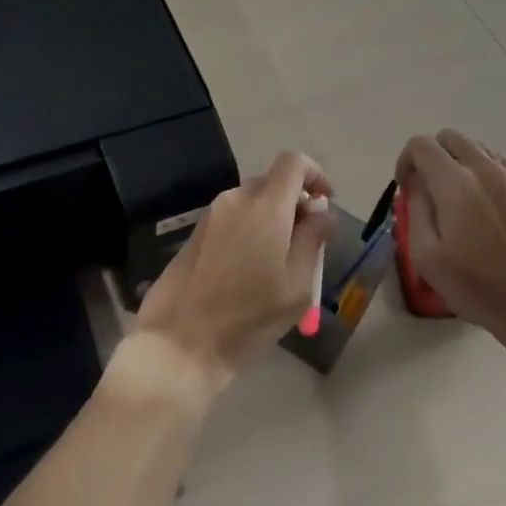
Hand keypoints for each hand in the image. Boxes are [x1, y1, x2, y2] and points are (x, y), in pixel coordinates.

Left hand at [134, 151, 334, 389]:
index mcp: (265, 206)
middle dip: (295, 202)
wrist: (180, 343)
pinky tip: (251, 270)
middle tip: (307, 242)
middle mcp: (236, 199)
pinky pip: (233, 217)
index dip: (315, 174)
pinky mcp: (196, 232)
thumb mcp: (297, 285)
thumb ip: (314, 240)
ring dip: (272, 218)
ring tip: (280, 262)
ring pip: (252, 201)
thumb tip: (323, 213)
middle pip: (272, 181)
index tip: (326, 204)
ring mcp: (211, 214)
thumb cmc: (248, 317)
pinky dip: (250, 229)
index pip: (293, 162)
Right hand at [394, 128, 505, 345]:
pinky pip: (499, 163)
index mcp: (455, 183)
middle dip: (431, 155)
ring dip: (458, 161)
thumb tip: (415, 184)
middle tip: (428, 188)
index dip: (406, 161)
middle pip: (450, 137)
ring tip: (456, 196)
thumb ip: (415, 210)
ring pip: (476, 147)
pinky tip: (483, 202)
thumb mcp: (427, 256)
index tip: (406, 188)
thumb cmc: (476, 285)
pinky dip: (483, 170)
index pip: (421, 145)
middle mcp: (484, 169)